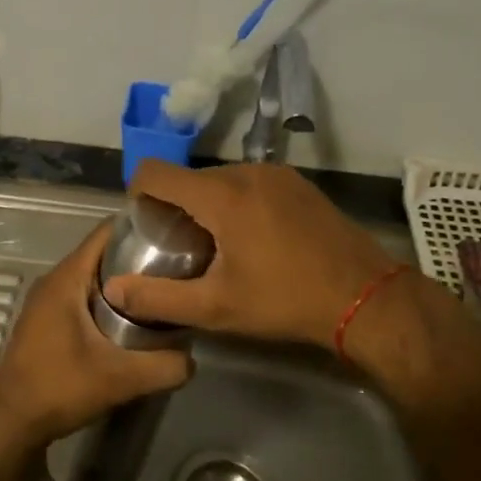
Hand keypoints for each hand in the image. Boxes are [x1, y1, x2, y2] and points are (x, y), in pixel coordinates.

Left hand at [0, 221, 191, 451]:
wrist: (10, 422)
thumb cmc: (59, 388)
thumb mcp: (121, 378)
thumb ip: (164, 366)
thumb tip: (193, 358)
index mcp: (67, 277)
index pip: (106, 232)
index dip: (140, 228)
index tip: (175, 236)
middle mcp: (55, 280)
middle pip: (103, 254)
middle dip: (139, 258)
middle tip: (177, 269)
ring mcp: (47, 301)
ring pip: (93, 277)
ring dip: (124, 282)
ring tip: (162, 293)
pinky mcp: (47, 321)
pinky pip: (83, 296)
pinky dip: (108, 300)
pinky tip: (132, 320)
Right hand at [103, 160, 402, 349]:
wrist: (367, 298)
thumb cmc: (286, 301)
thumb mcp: (217, 308)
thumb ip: (159, 297)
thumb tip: (113, 289)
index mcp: (222, 196)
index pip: (156, 172)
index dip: (137, 193)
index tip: (142, 225)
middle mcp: (247, 172)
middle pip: (189, 178)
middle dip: (176, 206)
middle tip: (181, 248)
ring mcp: (277, 175)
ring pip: (221, 180)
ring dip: (208, 205)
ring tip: (217, 247)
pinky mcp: (299, 184)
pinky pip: (250, 183)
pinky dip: (237, 203)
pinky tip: (253, 240)